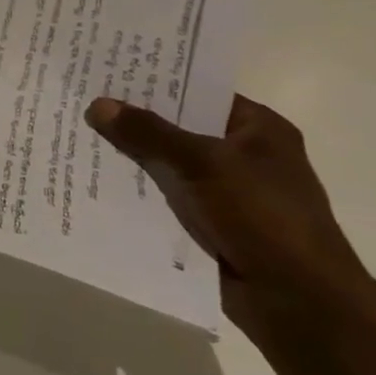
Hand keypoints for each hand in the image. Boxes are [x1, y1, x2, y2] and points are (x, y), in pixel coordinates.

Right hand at [84, 95, 375, 333]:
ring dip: (131, 157)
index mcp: (258, 129)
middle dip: (134, 120)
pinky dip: (137, 191)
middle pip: (178, 127)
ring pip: (167, 164)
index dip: (156, 81)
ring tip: (76, 135)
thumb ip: (148, 132)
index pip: (199, 91)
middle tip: (81, 99)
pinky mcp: (210, 224)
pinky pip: (165, 197)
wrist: (298, 303)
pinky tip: (95, 180)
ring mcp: (226, 192)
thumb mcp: (202, 163)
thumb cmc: (263, 217)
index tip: (108, 71)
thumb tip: (98, 105)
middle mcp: (243, 155)